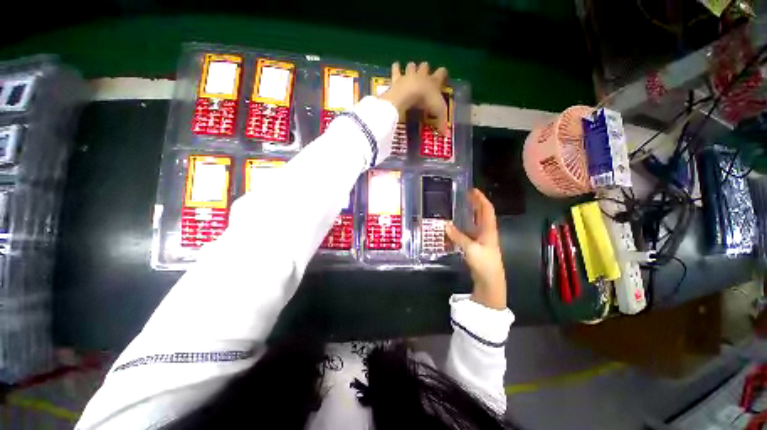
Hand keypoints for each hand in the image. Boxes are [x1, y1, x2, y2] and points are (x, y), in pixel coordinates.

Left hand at [378, 62, 448, 134]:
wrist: (408, 95)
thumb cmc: (425, 101)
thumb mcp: (436, 113)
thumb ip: (441, 122)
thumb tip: (446, 135)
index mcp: (433, 82)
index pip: (442, 73)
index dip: (442, 74)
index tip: (443, 76)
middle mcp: (422, 76)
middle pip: (425, 66)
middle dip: (425, 69)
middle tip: (423, 74)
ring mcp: (408, 75)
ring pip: (411, 66)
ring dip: (411, 68)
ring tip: (410, 70)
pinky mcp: (397, 78)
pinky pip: (396, 69)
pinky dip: (395, 68)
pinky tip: (395, 66)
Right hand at [445, 189, 506, 309]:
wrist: (490, 281)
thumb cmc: (484, 263)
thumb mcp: (470, 248)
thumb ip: (458, 236)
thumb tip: (445, 225)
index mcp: (489, 230)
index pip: (486, 209)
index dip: (480, 198)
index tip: (472, 190)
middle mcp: (487, 232)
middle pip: (482, 213)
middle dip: (475, 203)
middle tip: (465, 195)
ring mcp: (482, 239)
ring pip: (476, 222)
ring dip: (470, 213)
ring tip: (460, 207)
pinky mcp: (477, 246)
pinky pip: (470, 231)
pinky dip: (463, 226)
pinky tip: (455, 226)